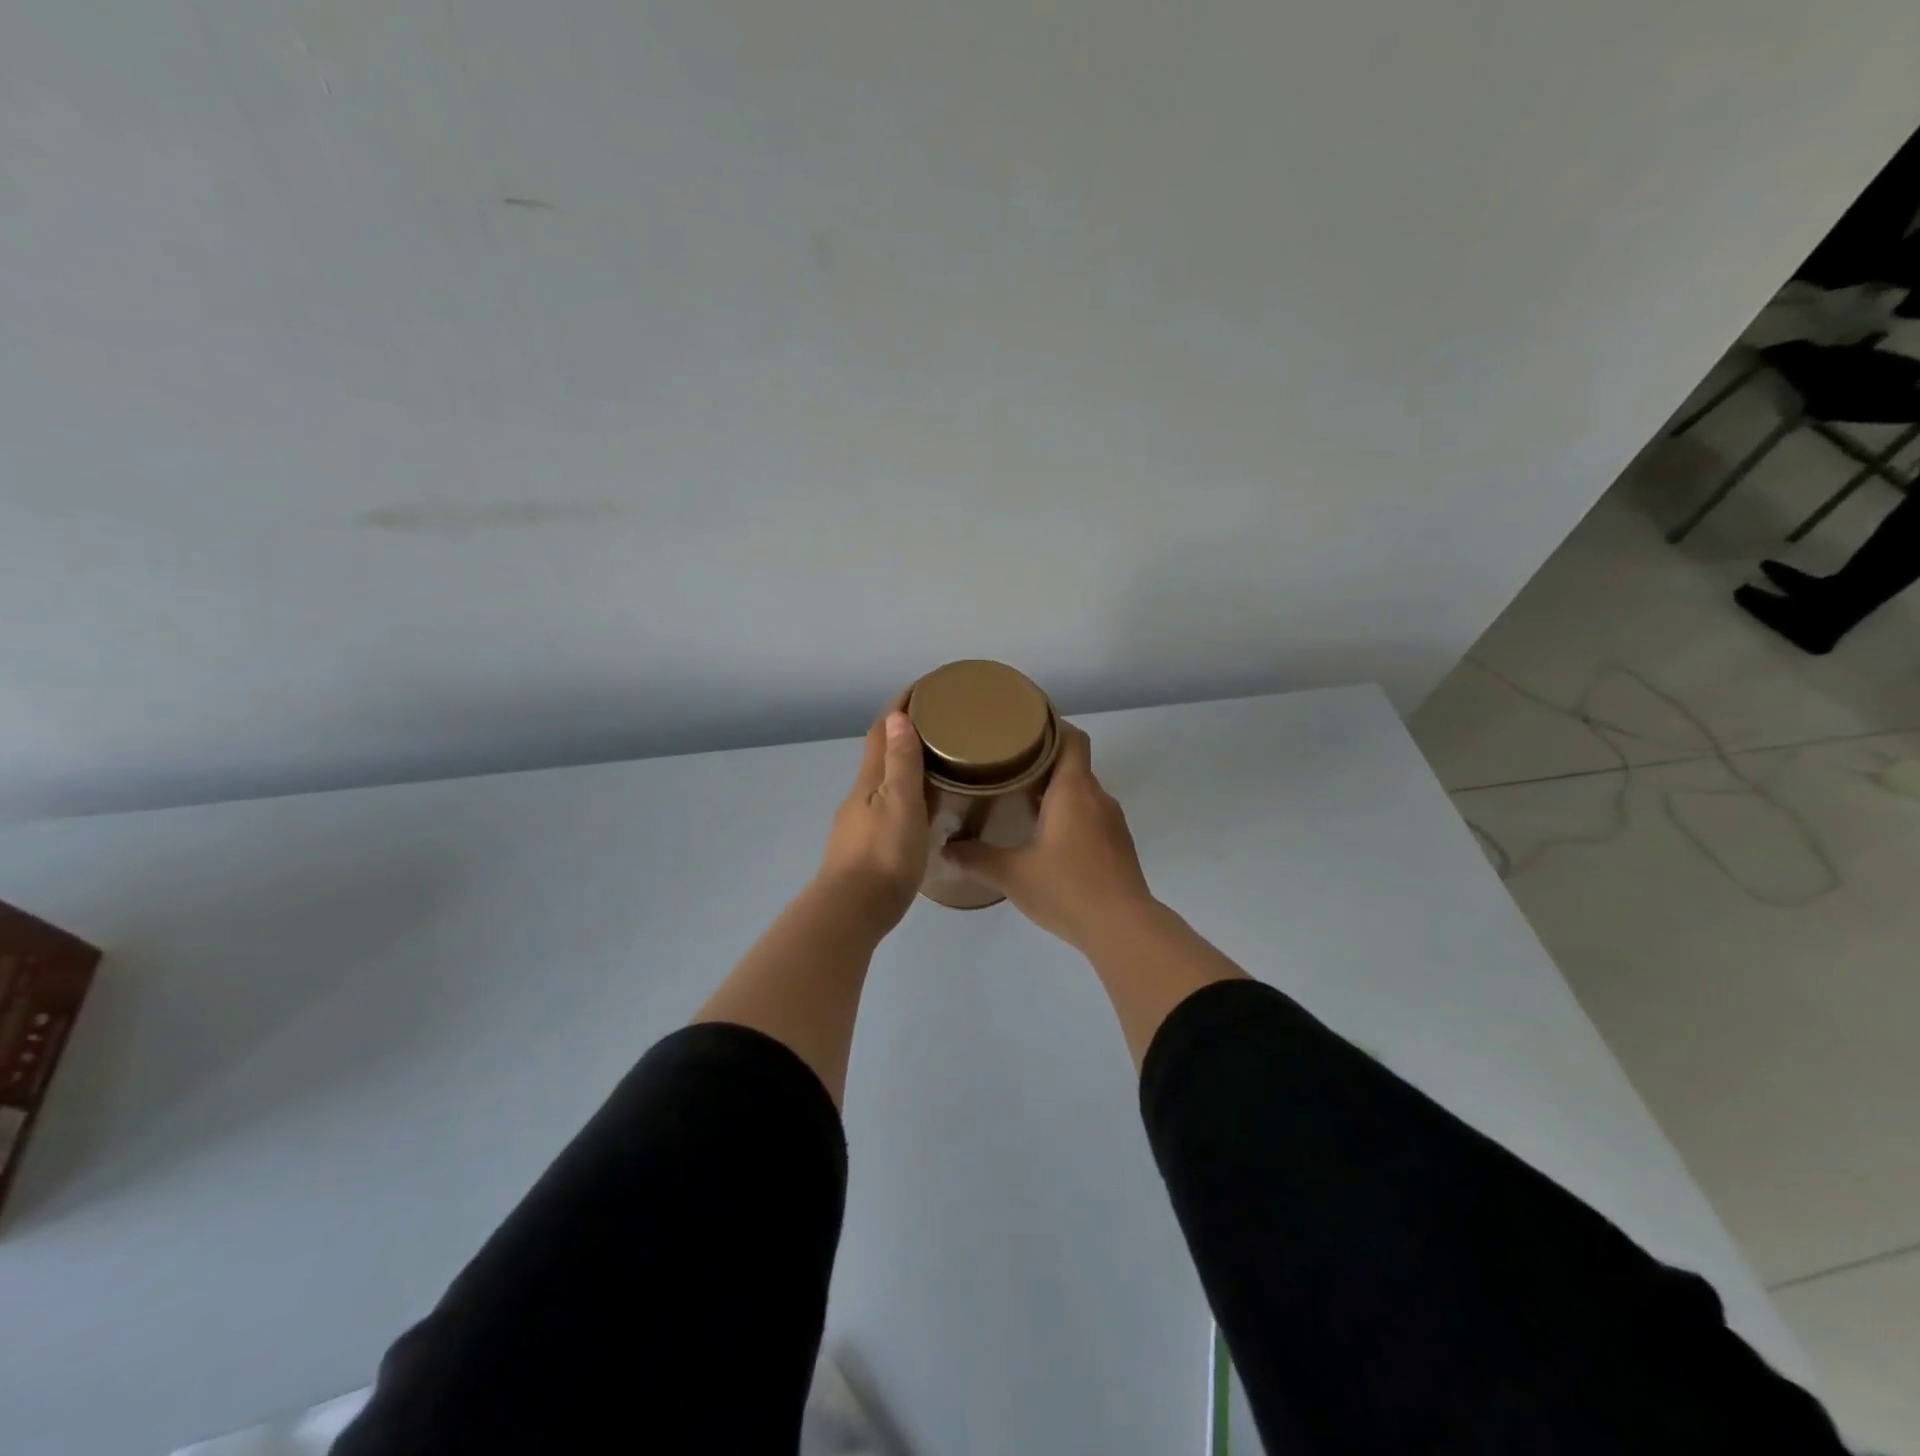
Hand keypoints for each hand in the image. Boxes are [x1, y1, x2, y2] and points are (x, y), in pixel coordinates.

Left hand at [815, 709, 930, 935]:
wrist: (850, 913)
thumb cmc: (883, 856)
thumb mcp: (901, 805)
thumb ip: (901, 763)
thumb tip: (898, 717)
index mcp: (869, 781)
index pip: (882, 732)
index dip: (899, 707)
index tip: (922, 688)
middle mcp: (860, 797)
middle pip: (880, 755)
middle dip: (904, 735)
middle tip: (939, 726)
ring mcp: (858, 824)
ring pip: (884, 783)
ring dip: (905, 767)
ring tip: (938, 766)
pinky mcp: (864, 848)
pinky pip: (888, 808)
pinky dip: (906, 797)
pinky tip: (922, 812)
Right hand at [944, 723, 1155, 951]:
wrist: (1122, 928)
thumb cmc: (1066, 888)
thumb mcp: (1012, 873)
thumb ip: (976, 858)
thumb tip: (945, 849)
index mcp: (1073, 790)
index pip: (1072, 738)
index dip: (1052, 726)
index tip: (1024, 726)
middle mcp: (1097, 797)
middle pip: (1073, 765)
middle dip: (1043, 762)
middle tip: (1006, 766)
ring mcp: (1113, 822)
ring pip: (1082, 793)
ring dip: (1056, 792)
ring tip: (1021, 800)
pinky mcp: (1119, 846)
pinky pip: (1091, 816)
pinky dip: (1070, 816)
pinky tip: (1047, 838)